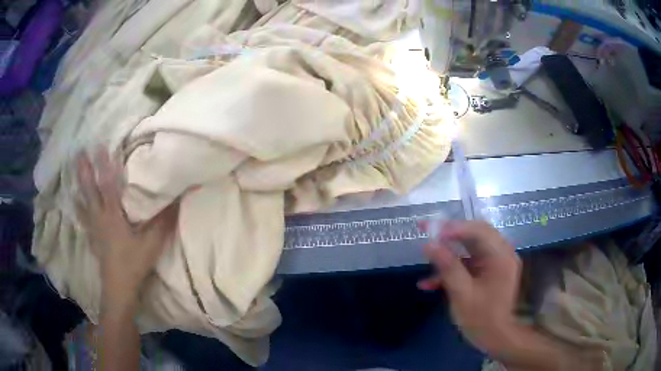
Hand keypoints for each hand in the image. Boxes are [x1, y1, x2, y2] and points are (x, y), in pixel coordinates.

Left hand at [76, 149, 177, 306]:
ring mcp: (93, 228)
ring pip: (83, 202)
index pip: (107, 185)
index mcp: (113, 216)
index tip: (100, 145)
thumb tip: (180, 197)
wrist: (119, 287)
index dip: (104, 165)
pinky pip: (82, 218)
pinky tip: (75, 202)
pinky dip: (78, 207)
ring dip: (78, 185)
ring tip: (73, 171)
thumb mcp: (153, 243)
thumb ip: (165, 219)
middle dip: (84, 171)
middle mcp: (99, 218)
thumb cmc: (134, 263)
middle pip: (89, 191)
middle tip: (79, 153)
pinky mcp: (92, 238)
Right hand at [418, 221, 521, 355]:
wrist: (496, 338)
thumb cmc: (481, 318)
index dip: (453, 227)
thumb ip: (447, 266)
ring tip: (427, 257)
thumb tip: (429, 244)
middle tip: (427, 231)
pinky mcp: (489, 273)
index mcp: (501, 256)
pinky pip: (470, 263)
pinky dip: (453, 268)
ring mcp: (496, 263)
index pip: (478, 231)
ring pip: (470, 248)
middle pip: (475, 234)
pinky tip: (431, 282)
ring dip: (449, 252)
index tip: (429, 229)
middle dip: (449, 234)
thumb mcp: (462, 293)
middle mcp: (501, 253)